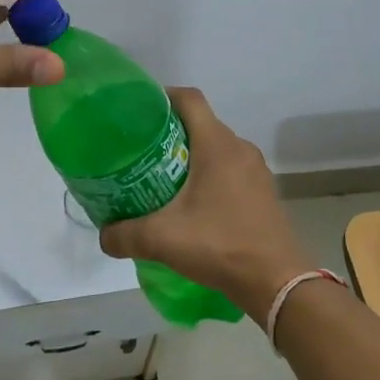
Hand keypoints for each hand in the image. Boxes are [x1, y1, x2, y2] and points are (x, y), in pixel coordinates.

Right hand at [98, 88, 308, 324]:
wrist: (276, 282)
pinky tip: (192, 203)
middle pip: (201, 123)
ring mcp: (256, 170)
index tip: (138, 111)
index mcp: (217, 145)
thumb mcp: (162, 240)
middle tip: (141, 150)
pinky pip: (230, 169)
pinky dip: (209, 175)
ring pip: (216, 148)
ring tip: (162, 176)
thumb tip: (103, 236)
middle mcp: (239, 148)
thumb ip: (124, 235)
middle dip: (170, 131)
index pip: (189, 99)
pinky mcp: (263, 192)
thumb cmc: (220, 245)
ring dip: (191, 155)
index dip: (162, 96)